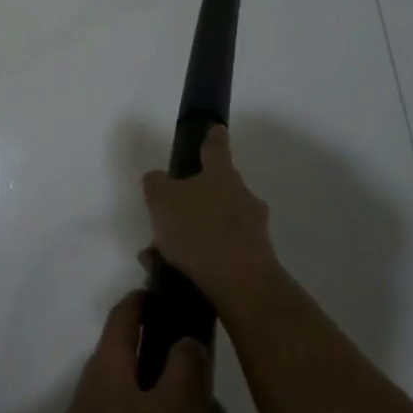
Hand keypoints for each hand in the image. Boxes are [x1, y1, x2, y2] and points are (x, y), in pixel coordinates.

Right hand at [141, 126, 279, 314]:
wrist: (241, 283)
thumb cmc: (199, 230)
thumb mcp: (162, 200)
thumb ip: (156, 184)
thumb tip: (157, 178)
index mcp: (221, 175)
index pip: (216, 148)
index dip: (213, 137)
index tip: (217, 128)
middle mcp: (242, 196)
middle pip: (218, 188)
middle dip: (195, 199)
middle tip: (169, 214)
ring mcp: (253, 228)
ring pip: (217, 222)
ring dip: (193, 233)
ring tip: (160, 254)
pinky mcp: (256, 258)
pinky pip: (222, 250)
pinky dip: (201, 257)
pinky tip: (176, 272)